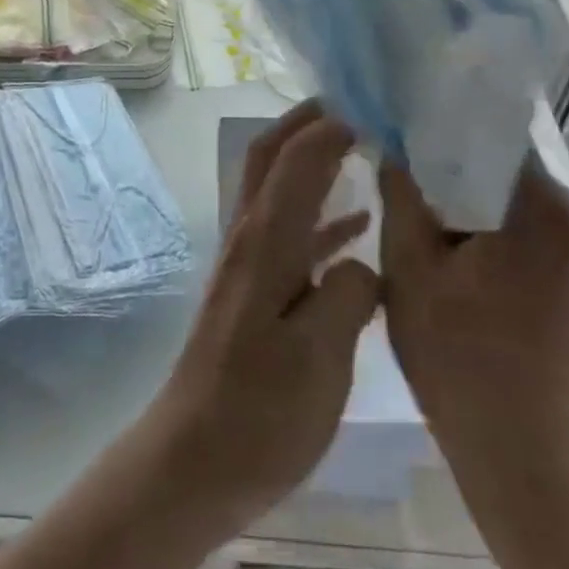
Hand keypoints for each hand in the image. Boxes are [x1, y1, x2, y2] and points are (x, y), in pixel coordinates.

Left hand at [142, 100, 378, 532]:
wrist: (192, 462)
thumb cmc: (258, 413)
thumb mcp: (320, 359)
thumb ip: (349, 296)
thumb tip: (362, 261)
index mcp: (267, 241)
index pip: (297, 157)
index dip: (333, 125)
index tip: (376, 107)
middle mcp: (252, 236)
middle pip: (273, 156)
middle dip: (308, 122)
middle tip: (357, 106)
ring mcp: (249, 262)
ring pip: (280, 188)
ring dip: (313, 159)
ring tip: (363, 148)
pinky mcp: (253, 290)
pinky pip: (292, 231)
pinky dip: (321, 214)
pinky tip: (357, 228)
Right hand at [379, 159, 568, 493]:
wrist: (525, 455)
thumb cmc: (458, 359)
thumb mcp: (408, 270)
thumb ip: (400, 195)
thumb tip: (392, 143)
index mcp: (543, 205)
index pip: (482, 138)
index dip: (435, 137)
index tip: (397, 140)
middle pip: (499, 168)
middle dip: (452, 173)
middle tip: (405, 183)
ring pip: (513, 198)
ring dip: (473, 205)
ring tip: (427, 217)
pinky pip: (532, 228)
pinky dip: (496, 230)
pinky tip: (462, 252)